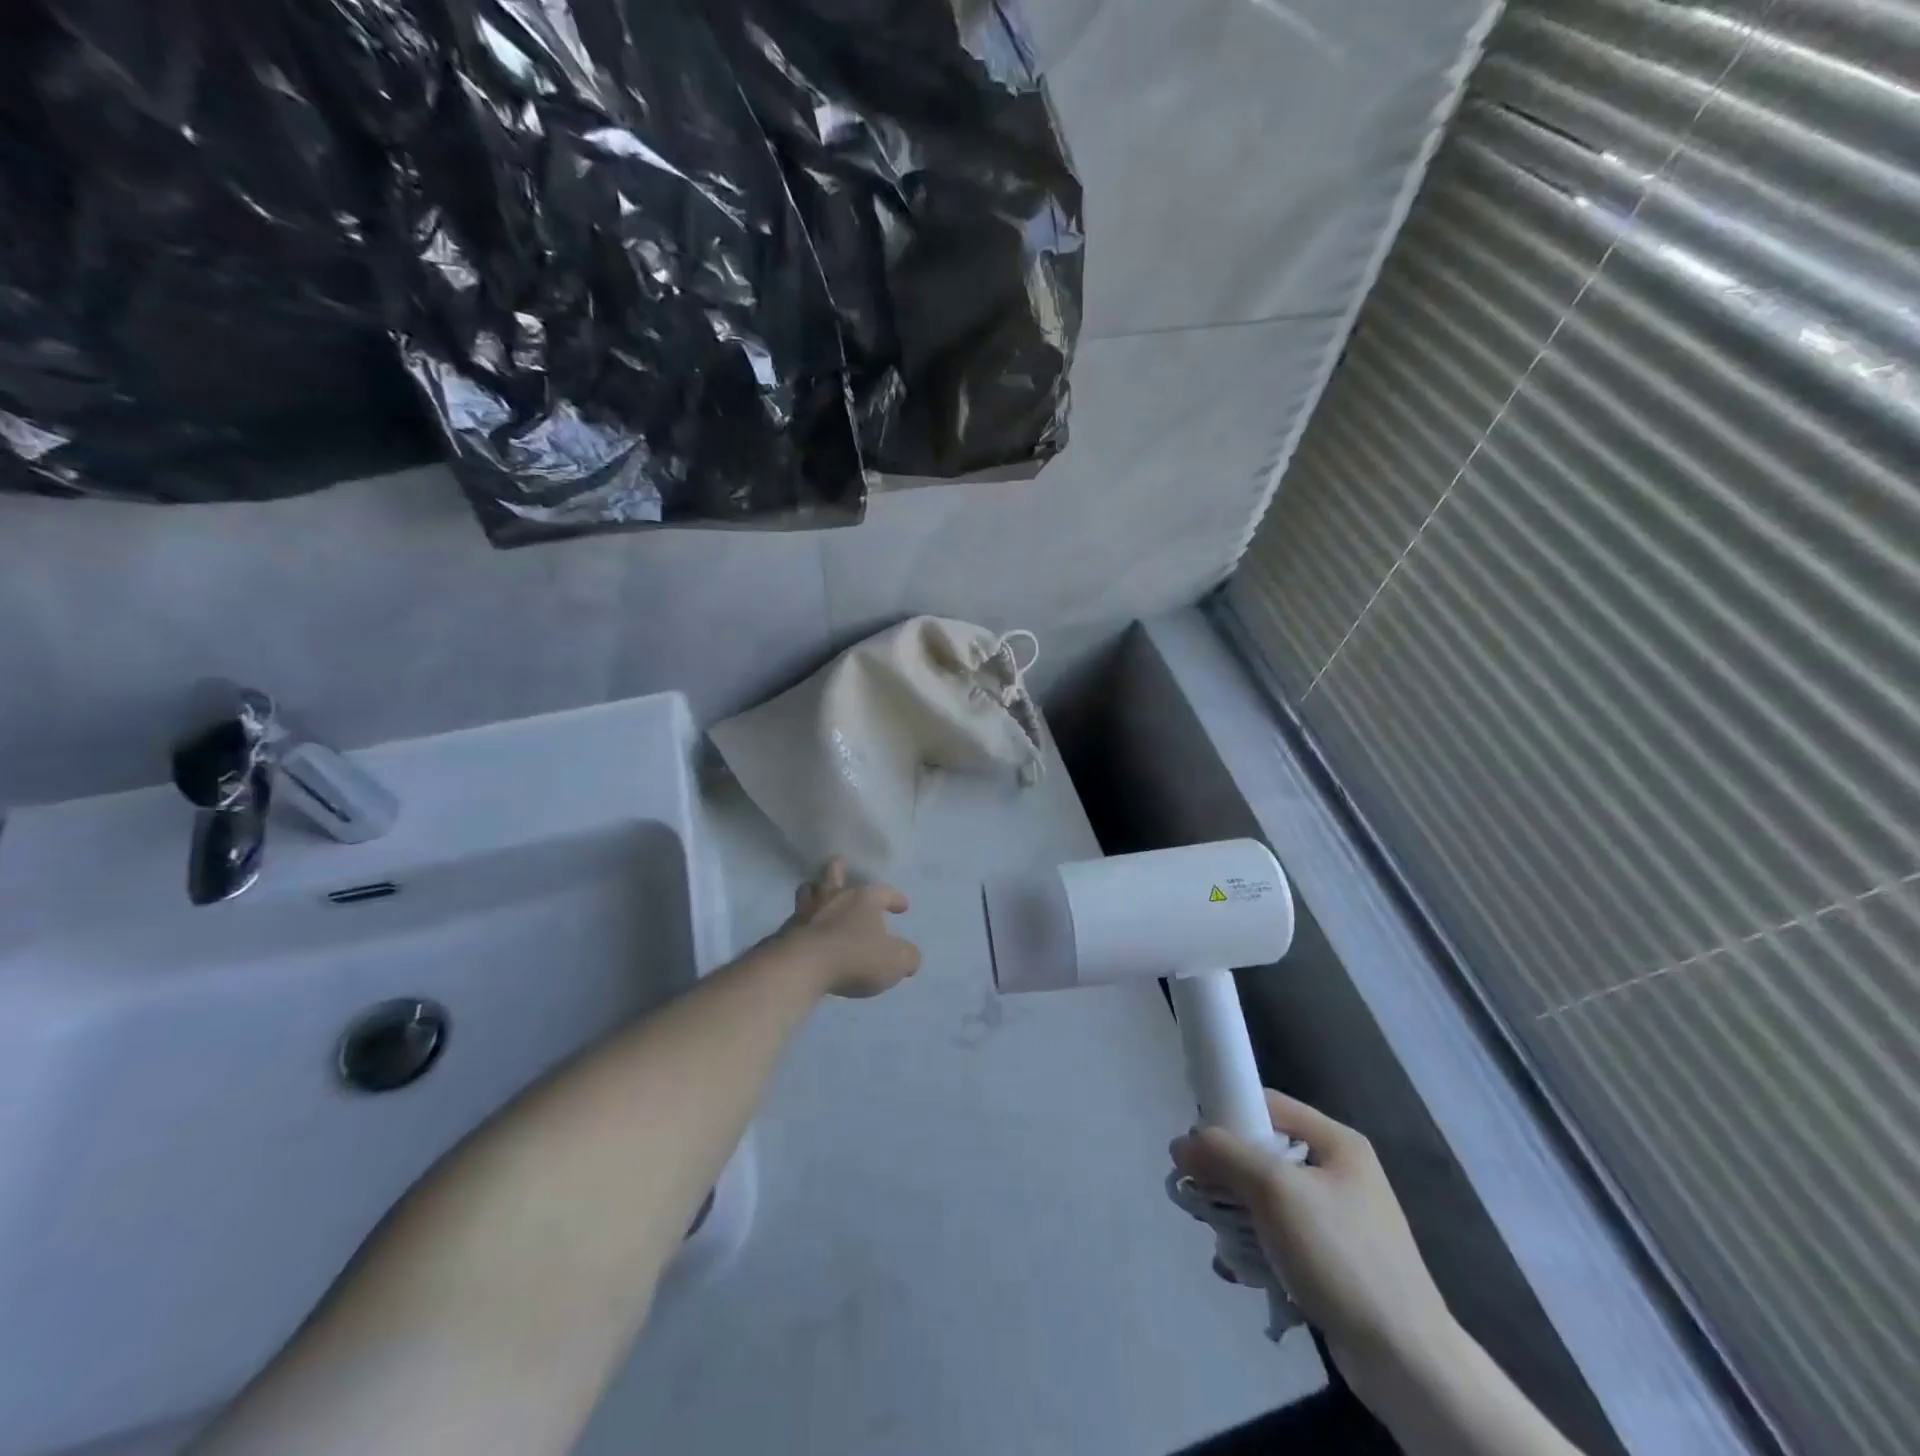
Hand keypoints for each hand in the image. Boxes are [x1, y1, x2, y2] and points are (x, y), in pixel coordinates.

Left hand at [777, 859, 920, 999]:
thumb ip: (908, 957)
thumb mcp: (895, 962)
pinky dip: (801, 920)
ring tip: (816, 892)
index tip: (902, 907)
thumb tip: (910, 957)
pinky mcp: (785, 931)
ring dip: (815, 890)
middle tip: (841, 864)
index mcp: (863, 899)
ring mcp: (806, 912)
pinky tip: (804, 928)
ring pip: (808, 891)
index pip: (884, 891)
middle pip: (834, 874)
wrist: (802, 966)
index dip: (895, 898)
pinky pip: (795, 919)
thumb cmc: (855, 957)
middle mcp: (834, 898)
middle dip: (840, 869)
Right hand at [1170, 1090, 1453, 1373]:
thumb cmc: (1340, 1255)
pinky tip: (1241, 1271)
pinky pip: (1281, 1238)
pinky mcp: (1334, 1262)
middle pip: (1263, 1153)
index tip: (1196, 1146)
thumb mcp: (1275, 1191)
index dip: (1228, 1115)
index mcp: (1336, 1141)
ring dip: (1237, 1217)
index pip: (1268, 1104)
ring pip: (1267, 1199)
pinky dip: (1256, 1248)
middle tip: (1202, 1198)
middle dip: (1226, 1175)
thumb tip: (1180, 1143)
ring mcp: (1339, 1220)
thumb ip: (1224, 1155)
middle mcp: (1339, 1172)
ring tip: (1223, 1243)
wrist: (1406, 1360)